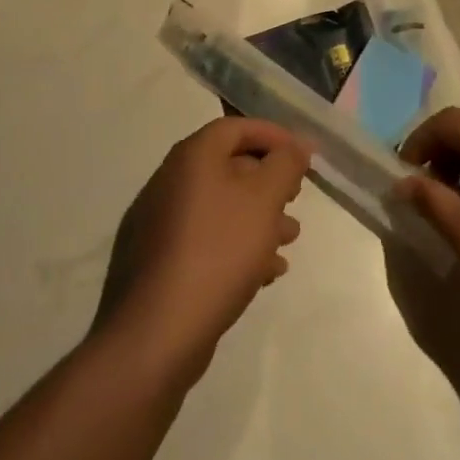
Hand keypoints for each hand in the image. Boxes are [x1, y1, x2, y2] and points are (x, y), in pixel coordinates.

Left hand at [93, 117, 310, 387]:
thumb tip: (298, 143)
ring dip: (257, 217)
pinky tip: (265, 271)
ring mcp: (160, 223)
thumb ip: (285, 165)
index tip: (302, 155)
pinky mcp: (159, 262)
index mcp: (191, 157)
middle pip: (227, 166)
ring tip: (289, 240)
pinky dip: (237, 245)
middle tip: (296, 199)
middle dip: (267, 182)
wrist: (157, 332)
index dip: (272, 135)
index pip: (235, 128)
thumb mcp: (263, 201)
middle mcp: (170, 181)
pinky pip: (206, 239)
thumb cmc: (217, 251)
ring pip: (220, 207)